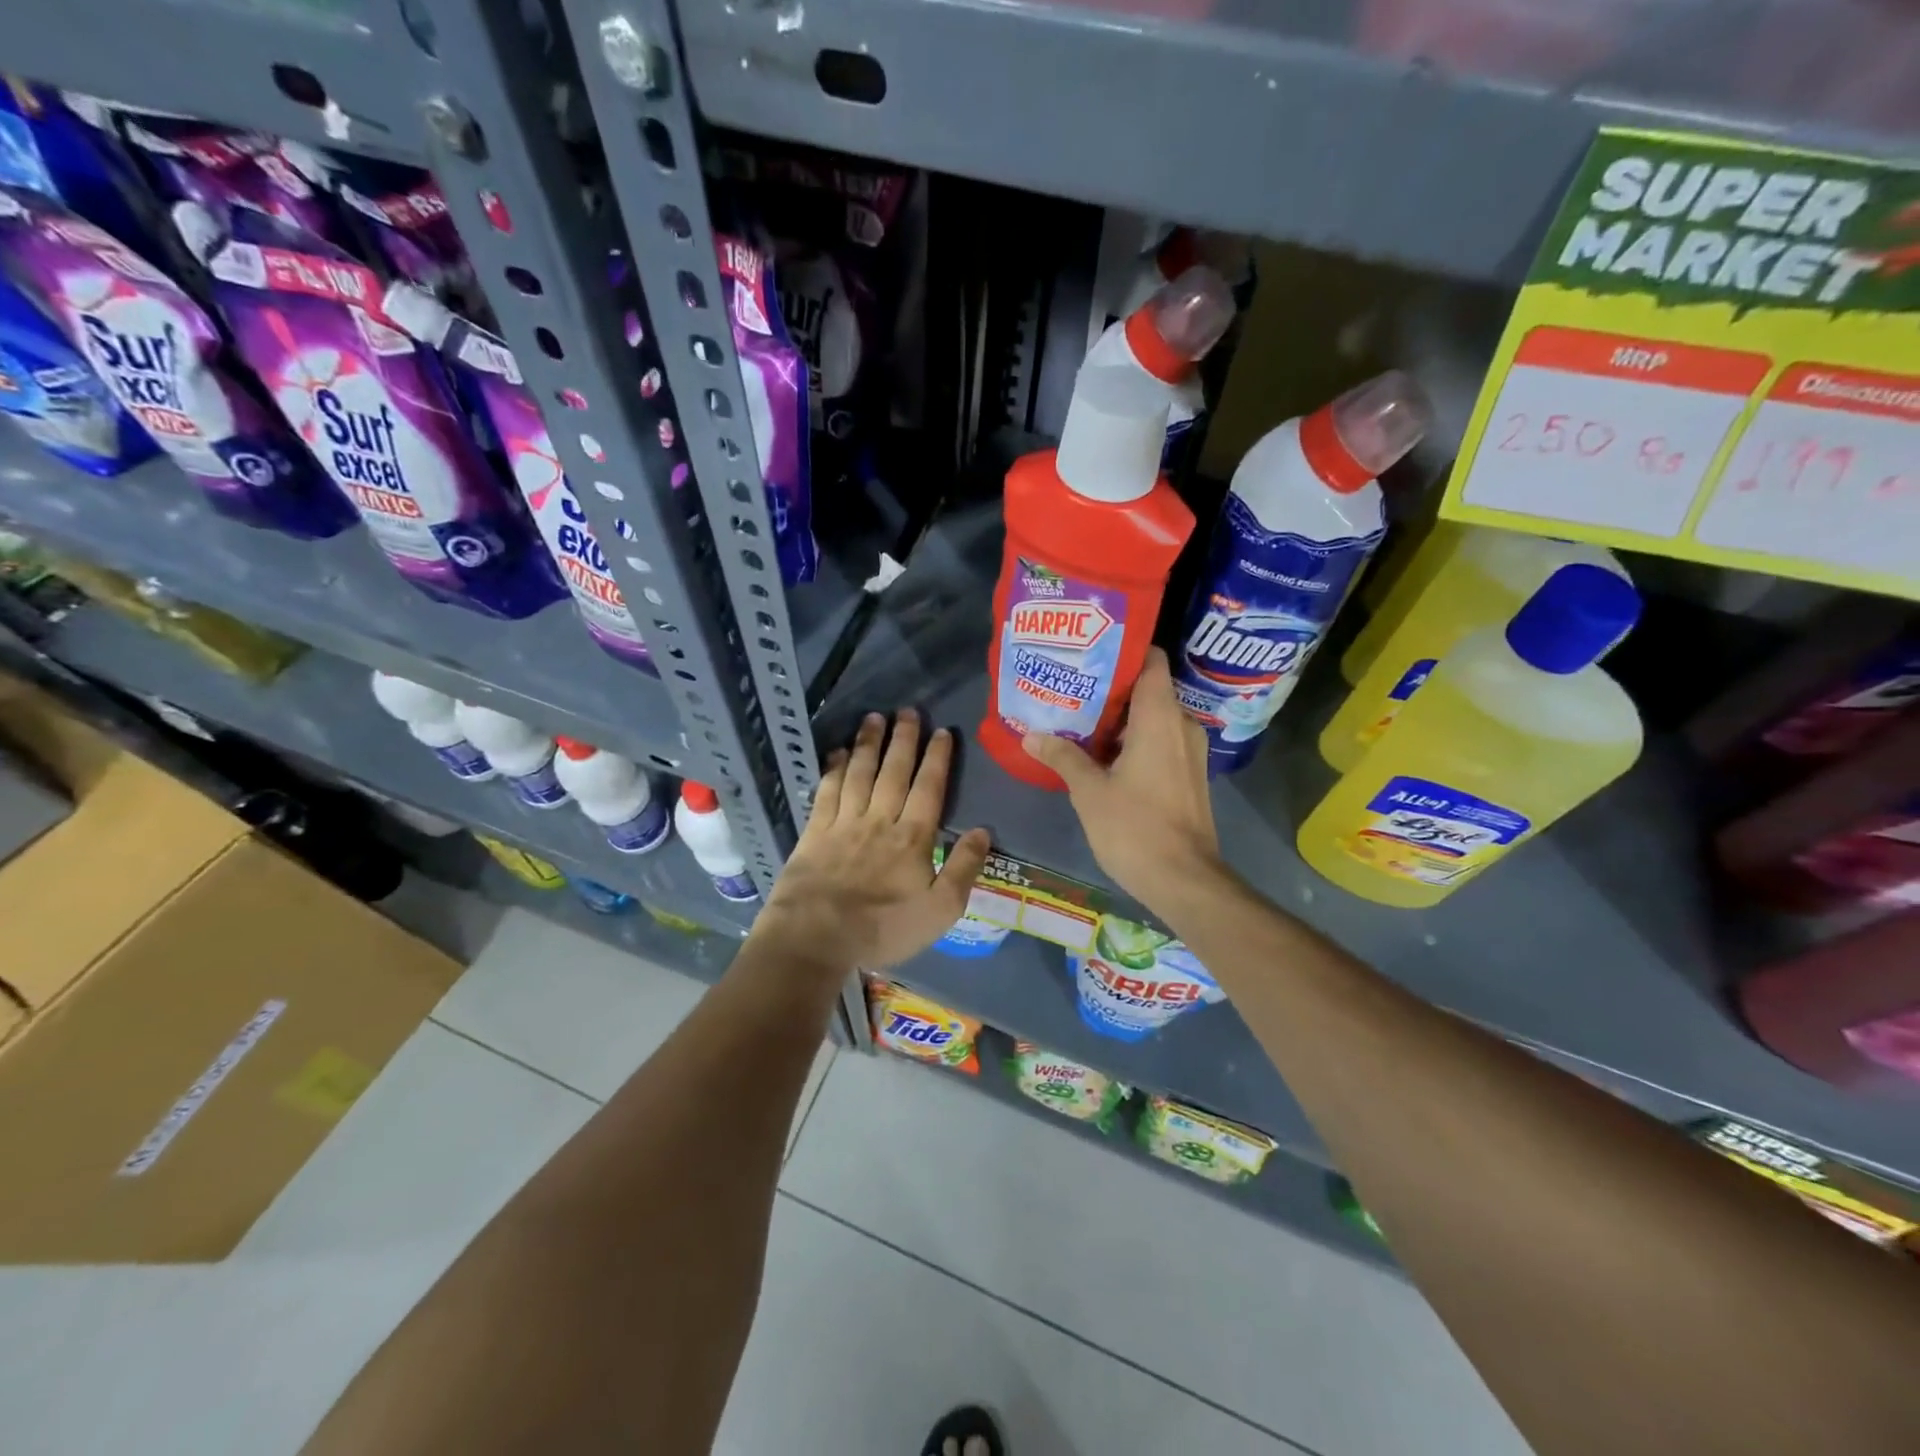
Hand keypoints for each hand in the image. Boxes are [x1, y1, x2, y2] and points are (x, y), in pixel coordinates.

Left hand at [763, 709, 990, 970]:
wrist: (816, 938)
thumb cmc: (883, 928)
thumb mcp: (940, 910)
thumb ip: (963, 868)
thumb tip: (983, 830)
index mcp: (913, 837)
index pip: (929, 788)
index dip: (937, 758)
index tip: (942, 731)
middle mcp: (879, 820)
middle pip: (894, 771)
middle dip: (903, 739)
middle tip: (908, 711)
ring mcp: (844, 823)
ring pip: (860, 773)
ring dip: (869, 743)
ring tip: (875, 717)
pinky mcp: (815, 832)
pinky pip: (827, 791)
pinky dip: (834, 769)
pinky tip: (838, 752)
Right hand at [1022, 647, 1225, 914]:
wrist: (1185, 881)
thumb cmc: (1136, 828)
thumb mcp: (1090, 792)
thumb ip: (1062, 757)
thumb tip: (1031, 735)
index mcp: (1160, 718)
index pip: (1152, 661)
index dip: (1125, 650)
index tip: (1091, 651)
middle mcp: (1182, 725)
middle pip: (1148, 689)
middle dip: (1111, 688)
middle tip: (1071, 687)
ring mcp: (1190, 752)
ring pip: (1153, 718)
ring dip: (1119, 719)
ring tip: (1079, 720)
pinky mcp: (1189, 775)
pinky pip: (1160, 741)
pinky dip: (1134, 741)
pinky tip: (1102, 755)